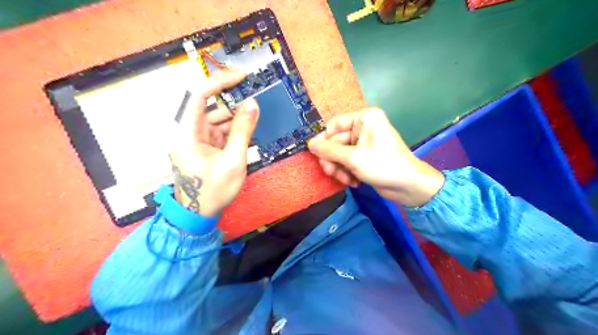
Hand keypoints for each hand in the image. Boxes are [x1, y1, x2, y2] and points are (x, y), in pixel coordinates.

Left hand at [169, 71, 260, 216]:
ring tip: (257, 117)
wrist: (199, 214)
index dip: (220, 81)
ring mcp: (197, 139)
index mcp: (187, 133)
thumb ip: (243, 131)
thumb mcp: (233, 161)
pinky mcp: (204, 147)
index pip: (199, 95)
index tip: (242, 77)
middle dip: (235, 103)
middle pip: (212, 107)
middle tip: (257, 99)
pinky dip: (234, 130)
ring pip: (218, 120)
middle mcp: (189, 131)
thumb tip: (253, 104)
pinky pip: (220, 132)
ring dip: (237, 118)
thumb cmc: (213, 191)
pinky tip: (249, 131)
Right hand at [308, 108, 442, 206]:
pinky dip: (347, 172)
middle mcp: (363, 127)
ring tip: (346, 180)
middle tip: (332, 173)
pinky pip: (347, 161)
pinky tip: (354, 182)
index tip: (319, 157)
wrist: (408, 186)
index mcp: (364, 118)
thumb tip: (309, 144)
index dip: (325, 141)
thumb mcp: (353, 158)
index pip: (334, 125)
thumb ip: (329, 150)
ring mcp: (363, 142)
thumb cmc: (382, 165)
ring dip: (339, 169)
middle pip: (335, 142)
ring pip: (339, 154)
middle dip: (333, 160)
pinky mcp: (364, 156)